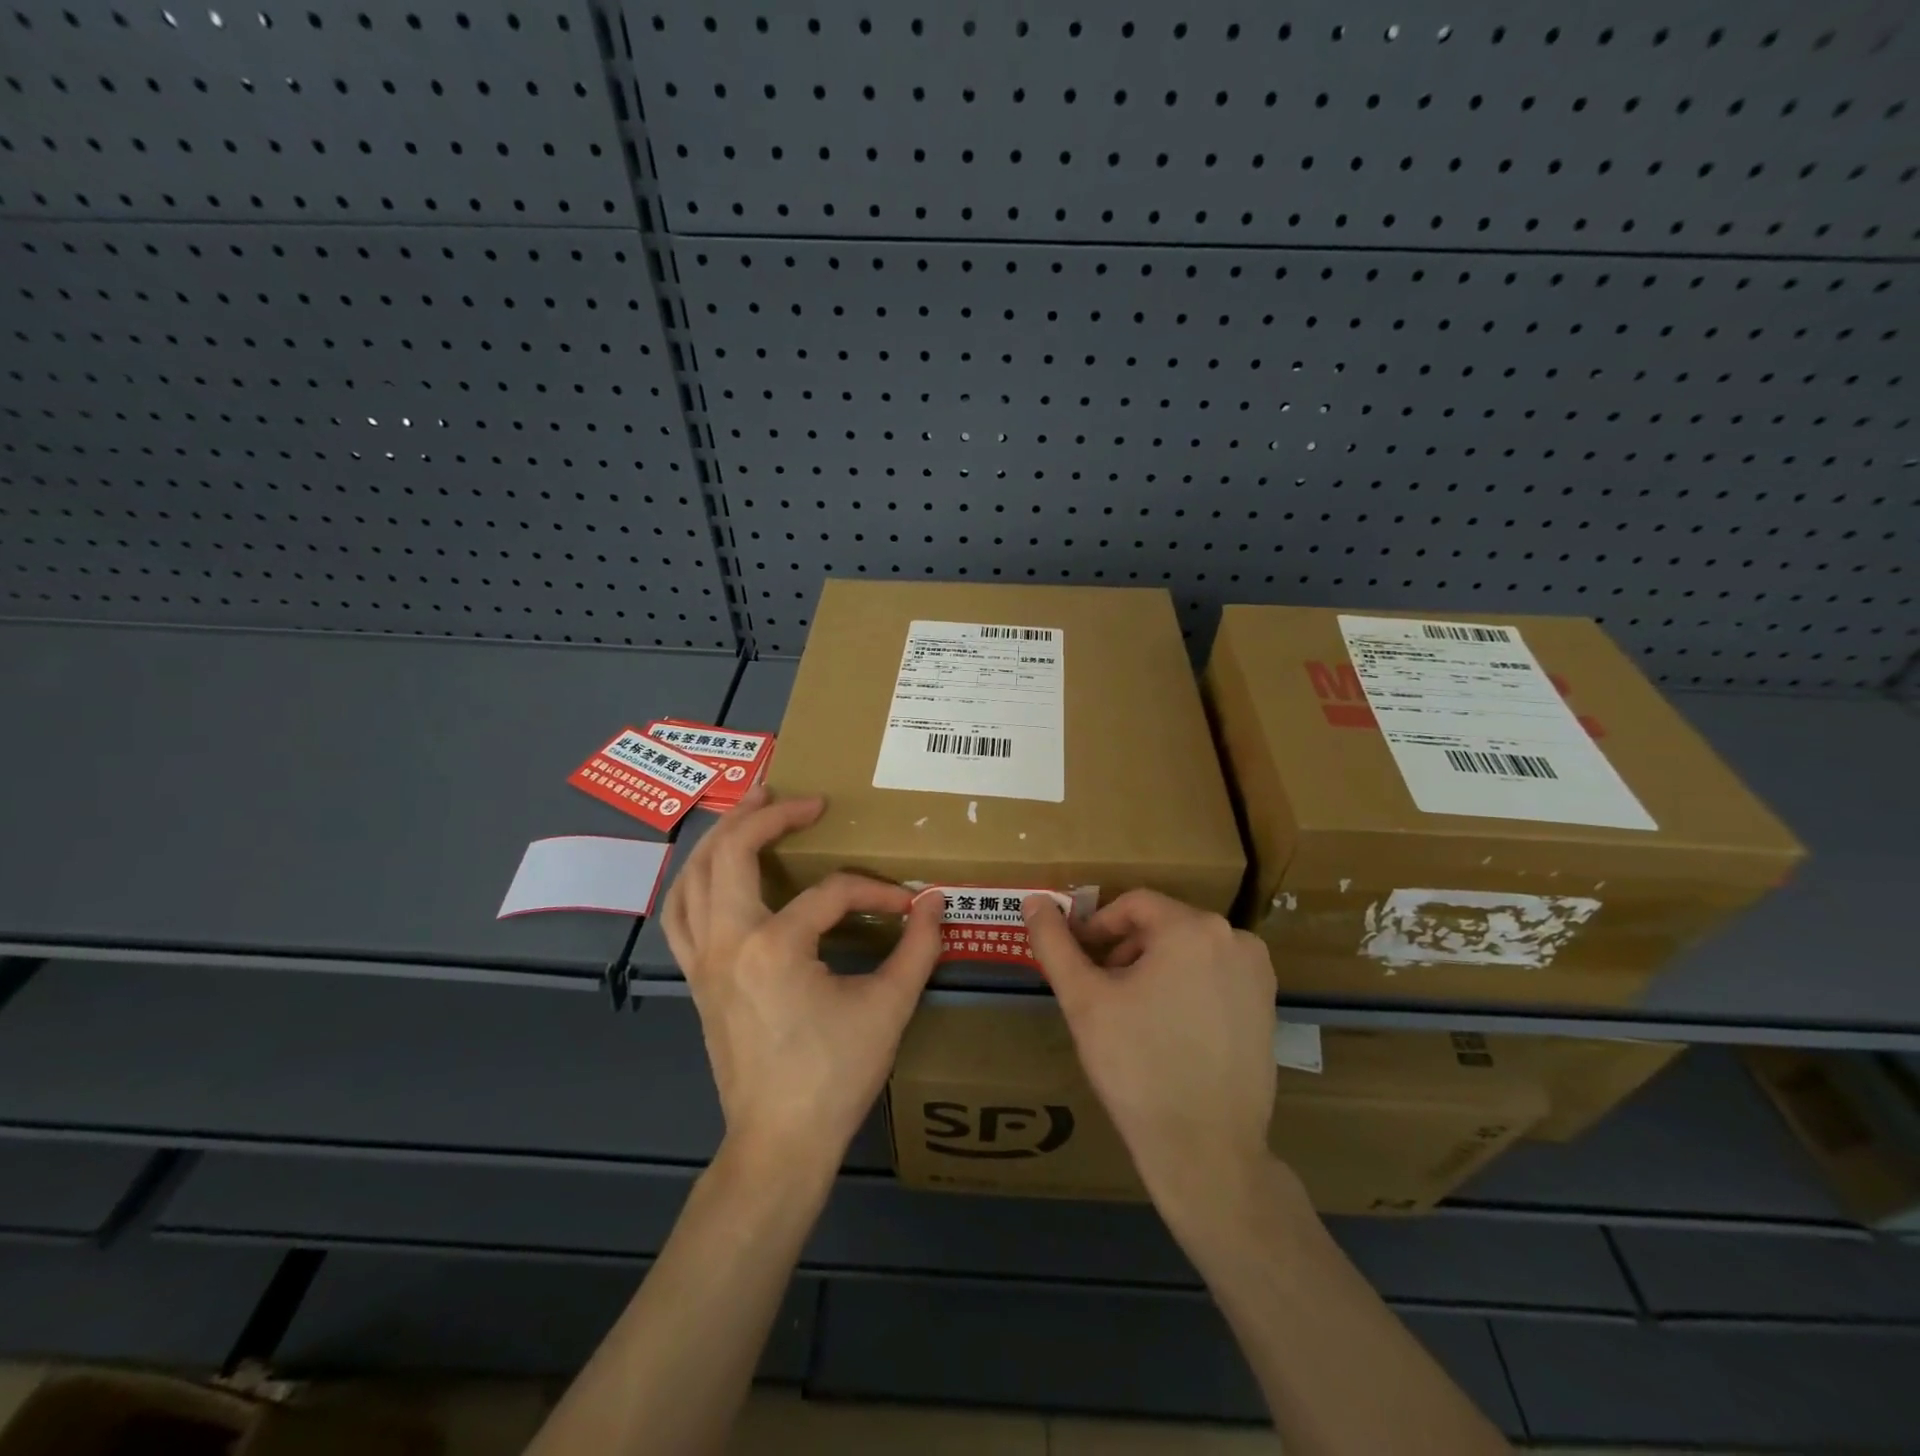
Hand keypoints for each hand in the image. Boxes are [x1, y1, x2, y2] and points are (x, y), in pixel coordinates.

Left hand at [662, 786, 942, 1175]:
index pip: (831, 893)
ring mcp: (703, 959)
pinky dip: (694, 879)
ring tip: (748, 808)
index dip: (873, 891)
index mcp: (774, 946)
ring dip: (719, 836)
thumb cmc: (833, 1076)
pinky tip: (713, 870)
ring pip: (692, 876)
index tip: (906, 905)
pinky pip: (680, 912)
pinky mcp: (696, 978)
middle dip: (765, 815)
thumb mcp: (888, 1009)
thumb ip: (918, 948)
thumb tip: (936, 901)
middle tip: (800, 797)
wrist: (778, 1144)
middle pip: (731, 853)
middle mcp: (727, 940)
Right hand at [1023, 890, 1279, 1226]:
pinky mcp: (1267, 1007)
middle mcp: (1234, 939)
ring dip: (1152, 968)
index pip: (1132, 904)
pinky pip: (1214, 976)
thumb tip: (1033, 901)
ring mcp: (1257, 975)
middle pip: (1162, 926)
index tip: (1076, 959)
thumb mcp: (1084, 1000)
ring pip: (1188, 950)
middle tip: (1097, 989)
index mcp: (1192, 928)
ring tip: (1128, 1012)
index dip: (1097, 926)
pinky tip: (1165, 1029)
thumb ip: (1055, 943)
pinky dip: (1184, 986)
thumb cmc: (1138, 1067)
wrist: (1206, 1150)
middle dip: (1124, 950)